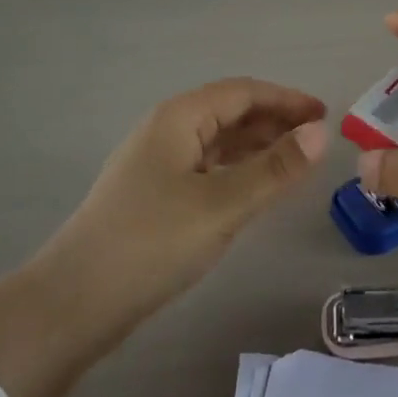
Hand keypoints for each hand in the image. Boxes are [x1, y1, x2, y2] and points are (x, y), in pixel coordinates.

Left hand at [0, 80, 325, 396]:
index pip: (243, 92)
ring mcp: (155, 163)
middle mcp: (166, 130)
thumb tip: (322, 133)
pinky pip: (205, 168)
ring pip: (217, 142)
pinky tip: (253, 189)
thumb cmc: (151, 243)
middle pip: (230, 112)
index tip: (326, 114)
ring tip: (295, 162)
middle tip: (317, 140)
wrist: (72, 304)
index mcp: (179, 118)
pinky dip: (236, 170)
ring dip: (257, 146)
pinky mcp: (152, 195)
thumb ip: (274, 169)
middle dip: (275, 121)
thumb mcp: (222, 205)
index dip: (287, 99)